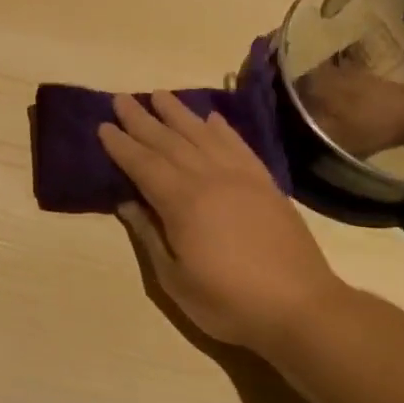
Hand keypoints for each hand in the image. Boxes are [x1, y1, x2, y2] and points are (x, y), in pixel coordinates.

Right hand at [97, 92, 345, 355]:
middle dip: (142, 120)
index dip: (121, 146)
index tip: (103, 126)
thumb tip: (127, 202)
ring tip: (158, 94)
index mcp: (183, 203)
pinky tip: (211, 118)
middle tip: (121, 99)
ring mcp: (242, 178)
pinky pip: (239, 146)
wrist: (300, 307)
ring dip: (178, 113)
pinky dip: (222, 129)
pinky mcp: (266, 184)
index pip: (143, 165)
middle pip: (170, 142)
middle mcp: (210, 179)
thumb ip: (149, 235)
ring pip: (203, 136)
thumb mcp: (174, 278)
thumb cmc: (227, 301)